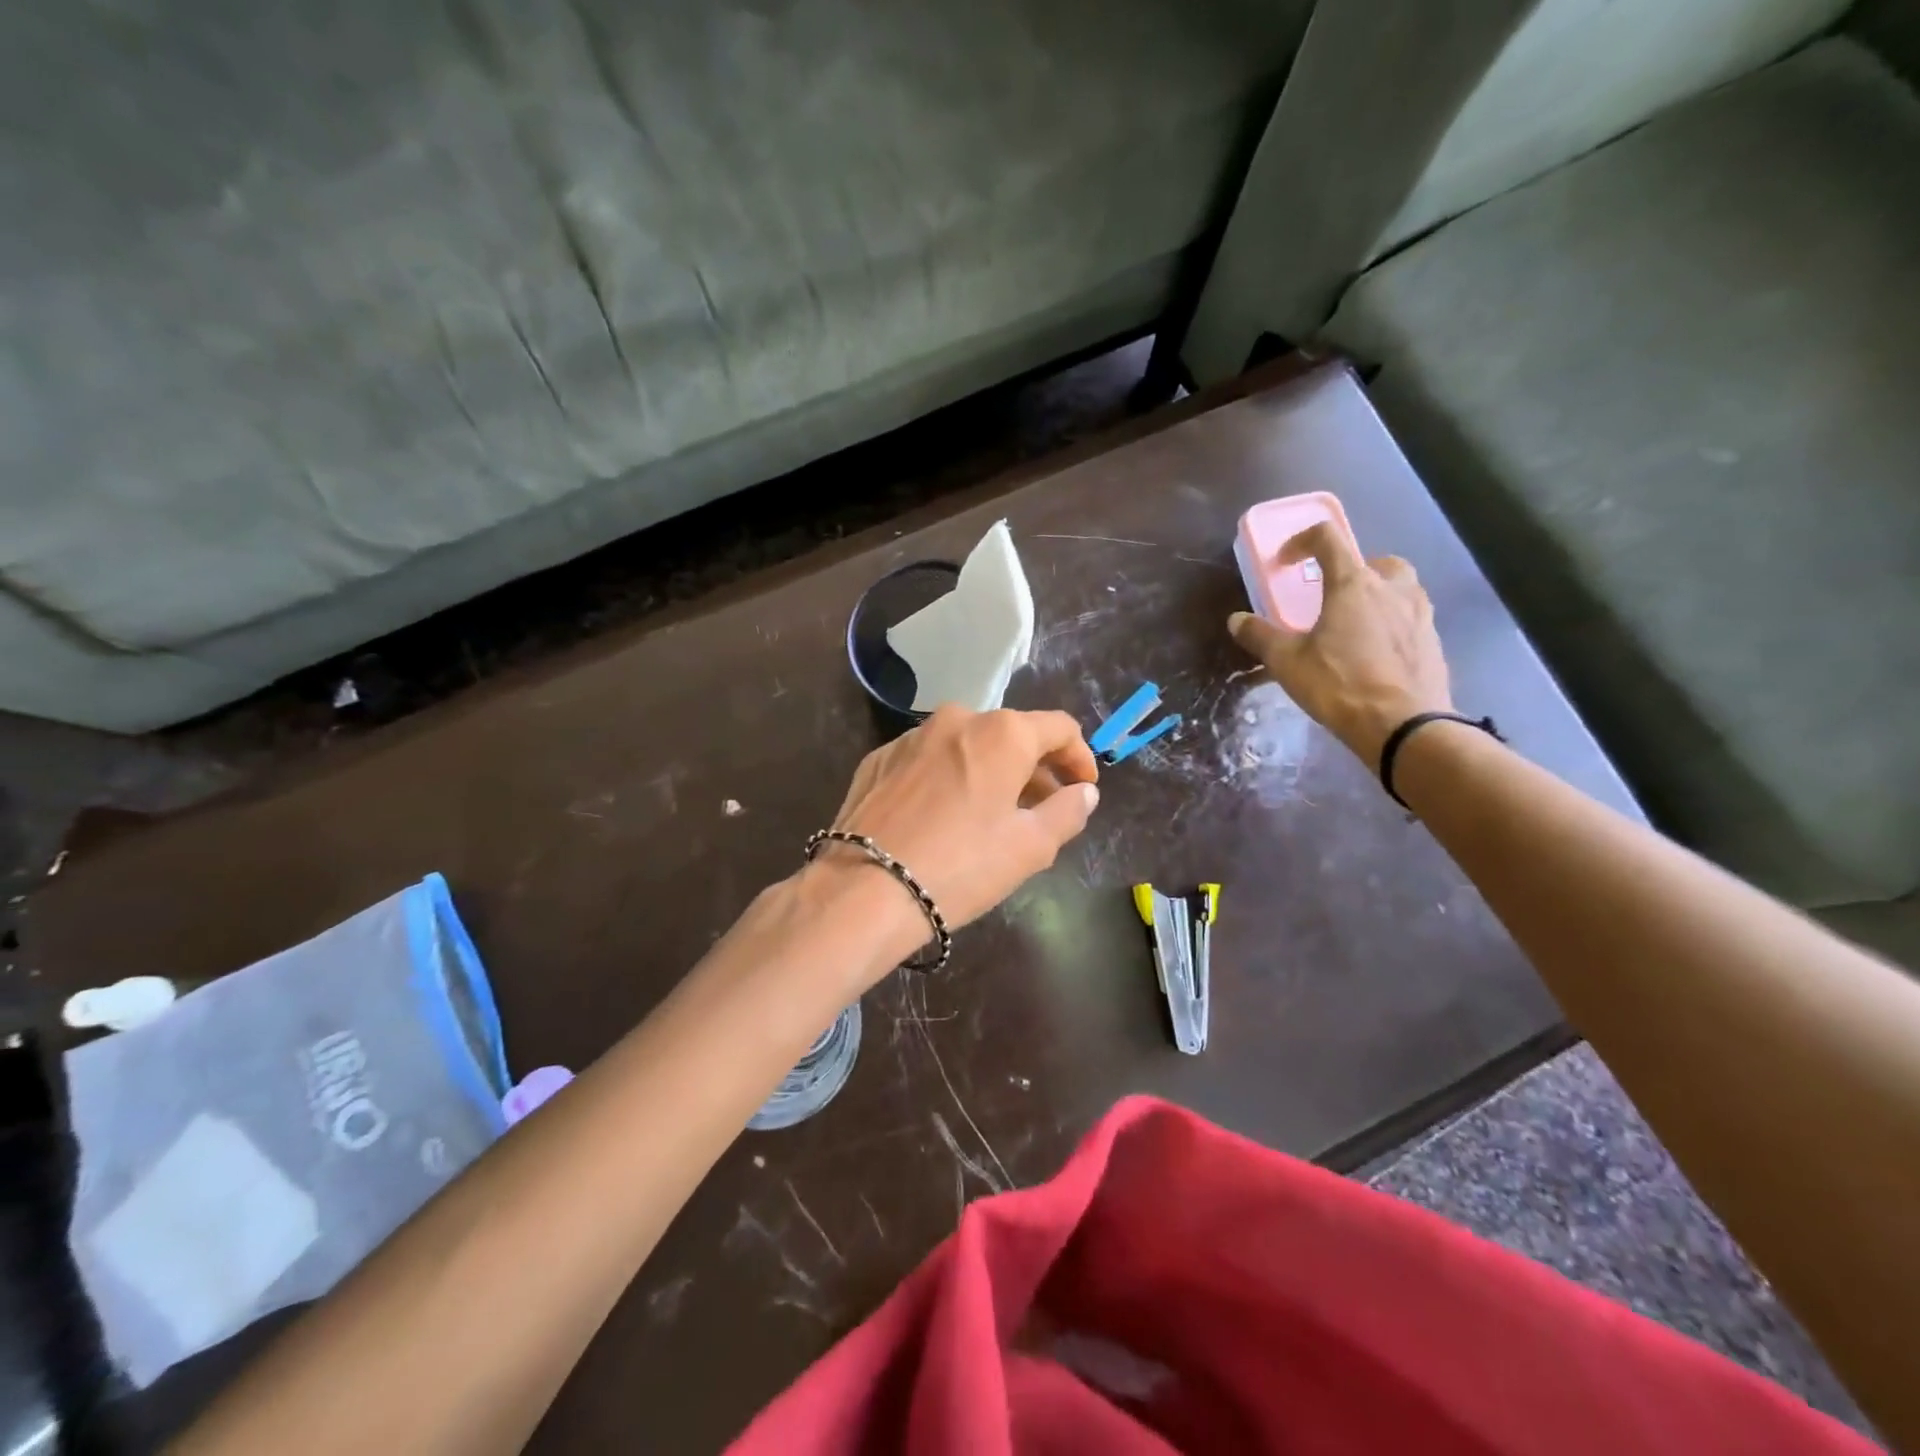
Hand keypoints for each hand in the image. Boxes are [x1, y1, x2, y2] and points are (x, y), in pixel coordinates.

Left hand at [817, 706, 1099, 938]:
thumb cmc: (961, 866)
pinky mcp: (878, 759)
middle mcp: (957, 720)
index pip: (1059, 728)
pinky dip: (948, 779)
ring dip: (989, 772)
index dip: (1079, 757)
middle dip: (1034, 769)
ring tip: (991, 816)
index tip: (1083, 789)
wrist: (865, 889)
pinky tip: (943, 818)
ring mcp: (911, 737)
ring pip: (967, 746)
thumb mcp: (1030, 847)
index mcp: (1001, 733)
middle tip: (1041, 811)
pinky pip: (929, 760)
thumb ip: (1067, 812)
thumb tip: (1084, 792)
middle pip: (1011, 735)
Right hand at [1228, 520, 1452, 763]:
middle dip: (1351, 571)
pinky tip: (1375, 654)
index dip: (1302, 541)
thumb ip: (1260, 636)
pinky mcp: (1433, 641)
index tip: (1285, 562)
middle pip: (1374, 561)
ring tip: (1353, 626)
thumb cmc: (1339, 684)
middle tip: (1331, 597)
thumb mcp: (1287, 662)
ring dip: (1376, 596)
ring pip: (1399, 588)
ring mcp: (1419, 614)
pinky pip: (1410, 619)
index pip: (1328, 538)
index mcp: (1353, 583)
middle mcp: (1392, 588)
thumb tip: (1236, 620)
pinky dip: (1391, 625)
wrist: (1404, 726)